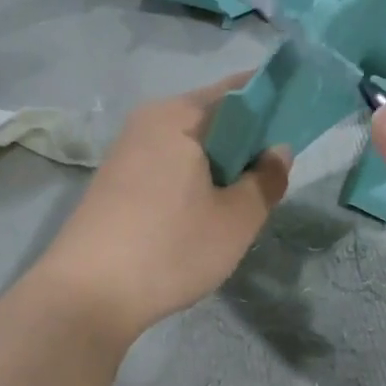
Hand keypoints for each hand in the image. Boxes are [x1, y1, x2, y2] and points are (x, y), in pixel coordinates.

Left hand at [31, 73, 290, 347]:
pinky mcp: (114, 182)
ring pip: (189, 146)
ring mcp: (126, 152)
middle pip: (212, 117)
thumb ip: (266, 179)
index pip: (238, 90)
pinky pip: (167, 167)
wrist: (86, 296)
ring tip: (237, 204)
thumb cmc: (171, 249)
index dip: (273, 101)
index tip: (298, 123)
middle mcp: (147, 122)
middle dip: (246, 142)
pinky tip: (199, 218)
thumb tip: (277, 151)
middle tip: (270, 179)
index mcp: (178, 116)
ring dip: (218, 166)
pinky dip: (192, 181)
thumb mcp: (236, 219)